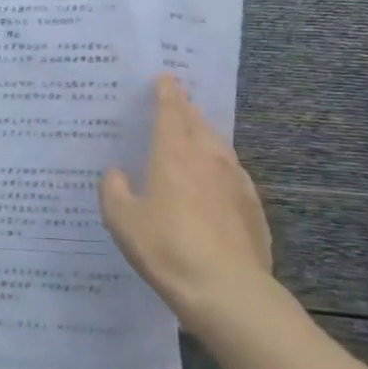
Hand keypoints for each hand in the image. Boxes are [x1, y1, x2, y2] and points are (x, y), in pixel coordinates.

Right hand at [100, 75, 272, 319]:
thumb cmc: (167, 248)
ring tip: (195, 137)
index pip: (171, 112)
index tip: (165, 77)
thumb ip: (114, 191)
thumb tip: (116, 174)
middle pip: (198, 123)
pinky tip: (216, 183)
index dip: (166, 93)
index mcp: (174, 154)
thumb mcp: (122, 221)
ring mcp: (236, 182)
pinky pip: (233, 175)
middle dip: (186, 110)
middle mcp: (208, 159)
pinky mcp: (253, 208)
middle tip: (176, 103)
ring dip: (205, 136)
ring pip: (219, 147)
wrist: (228, 291)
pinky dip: (221, 169)